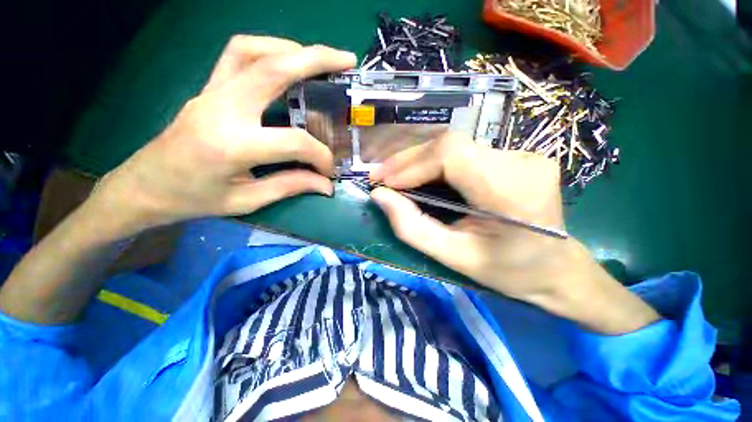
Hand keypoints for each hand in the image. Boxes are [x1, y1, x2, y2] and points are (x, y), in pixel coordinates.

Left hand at [89, 36, 355, 236]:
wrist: (145, 186)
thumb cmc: (193, 199)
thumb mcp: (247, 201)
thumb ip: (291, 186)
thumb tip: (326, 185)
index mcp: (232, 145)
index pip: (294, 142)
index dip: (320, 156)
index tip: (329, 171)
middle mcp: (221, 108)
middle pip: (273, 68)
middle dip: (317, 60)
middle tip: (346, 60)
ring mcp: (211, 92)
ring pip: (253, 50)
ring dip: (291, 49)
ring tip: (318, 60)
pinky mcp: (209, 89)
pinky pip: (236, 54)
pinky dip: (267, 50)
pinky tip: (284, 62)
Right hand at [370, 133, 659, 333]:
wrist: (557, 269)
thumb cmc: (509, 271)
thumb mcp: (454, 257)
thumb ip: (412, 227)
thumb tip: (379, 196)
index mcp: (510, 190)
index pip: (451, 154)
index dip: (410, 165)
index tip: (383, 183)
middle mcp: (519, 161)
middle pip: (449, 145)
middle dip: (408, 160)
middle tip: (380, 176)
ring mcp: (521, 154)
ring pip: (454, 146)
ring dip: (418, 161)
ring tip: (393, 177)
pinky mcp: (514, 156)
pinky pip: (463, 153)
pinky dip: (434, 164)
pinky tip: (419, 177)